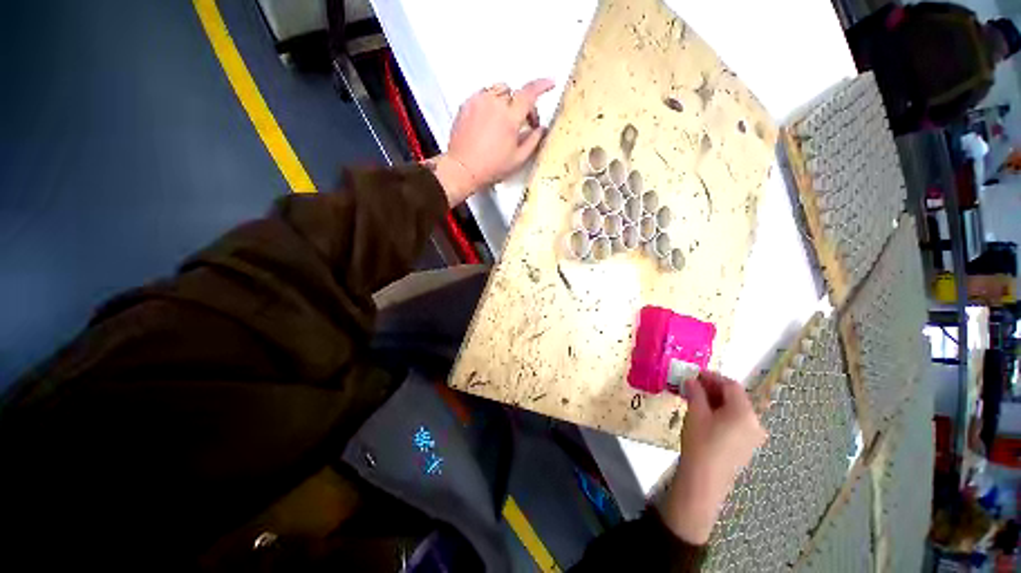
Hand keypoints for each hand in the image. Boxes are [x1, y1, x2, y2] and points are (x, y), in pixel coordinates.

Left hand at [429, 79, 554, 205]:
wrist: (463, 168)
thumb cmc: (488, 167)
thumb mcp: (518, 159)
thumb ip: (533, 141)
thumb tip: (540, 130)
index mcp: (509, 118)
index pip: (530, 93)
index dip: (542, 86)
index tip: (549, 84)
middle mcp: (494, 104)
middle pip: (514, 92)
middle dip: (522, 104)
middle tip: (523, 122)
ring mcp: (478, 102)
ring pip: (498, 90)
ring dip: (505, 101)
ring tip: (504, 120)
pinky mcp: (466, 105)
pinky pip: (483, 95)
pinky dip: (490, 102)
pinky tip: (490, 119)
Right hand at [660, 371, 767, 544]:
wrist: (705, 480)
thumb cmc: (701, 442)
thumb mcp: (696, 413)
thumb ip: (696, 393)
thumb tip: (692, 381)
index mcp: (745, 412)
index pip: (731, 385)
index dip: (713, 377)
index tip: (695, 374)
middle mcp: (755, 423)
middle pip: (737, 398)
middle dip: (715, 389)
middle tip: (694, 385)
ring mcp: (753, 436)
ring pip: (736, 410)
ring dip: (717, 401)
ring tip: (696, 398)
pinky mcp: (747, 446)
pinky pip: (737, 422)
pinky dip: (722, 414)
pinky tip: (706, 415)